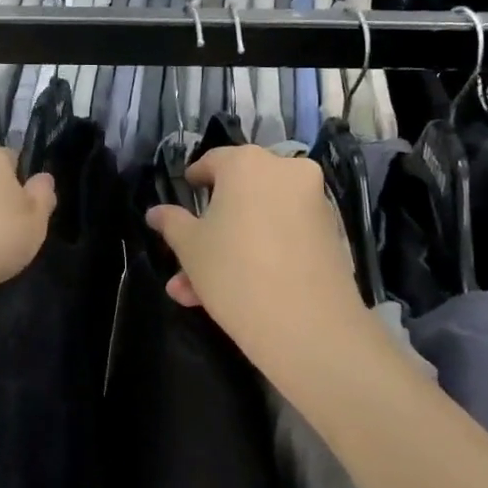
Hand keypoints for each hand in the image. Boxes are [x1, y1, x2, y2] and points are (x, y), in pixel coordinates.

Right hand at [145, 146, 365, 354]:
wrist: (308, 326)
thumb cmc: (235, 272)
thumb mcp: (190, 248)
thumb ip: (172, 223)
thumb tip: (155, 213)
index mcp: (247, 163)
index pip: (213, 162)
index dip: (194, 182)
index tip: (185, 201)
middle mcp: (285, 171)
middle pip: (240, 194)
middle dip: (211, 228)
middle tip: (188, 260)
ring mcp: (314, 202)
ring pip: (261, 220)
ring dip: (231, 248)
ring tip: (197, 293)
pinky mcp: (331, 234)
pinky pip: (284, 235)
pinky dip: (262, 253)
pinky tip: (237, 291)